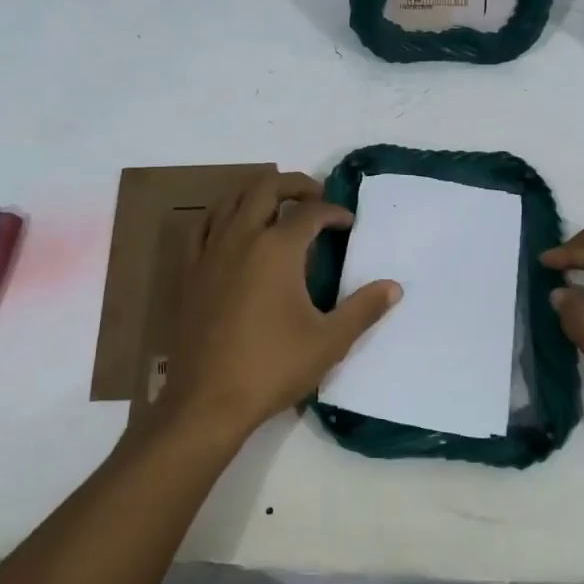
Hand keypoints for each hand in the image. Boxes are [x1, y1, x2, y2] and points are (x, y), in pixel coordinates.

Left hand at [163, 171, 400, 444]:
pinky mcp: (190, 270)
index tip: (347, 223)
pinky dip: (221, 214)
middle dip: (296, 184)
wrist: (209, 400)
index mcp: (277, 249)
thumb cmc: (273, 367)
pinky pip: (202, 225)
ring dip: (258, 192)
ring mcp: (211, 251)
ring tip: (277, 205)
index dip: (334, 211)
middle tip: (316, 197)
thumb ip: (363, 308)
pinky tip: (231, 226)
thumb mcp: (329, 341)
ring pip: (231, 199)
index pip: (311, 212)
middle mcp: (242, 237)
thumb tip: (394, 287)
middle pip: (267, 187)